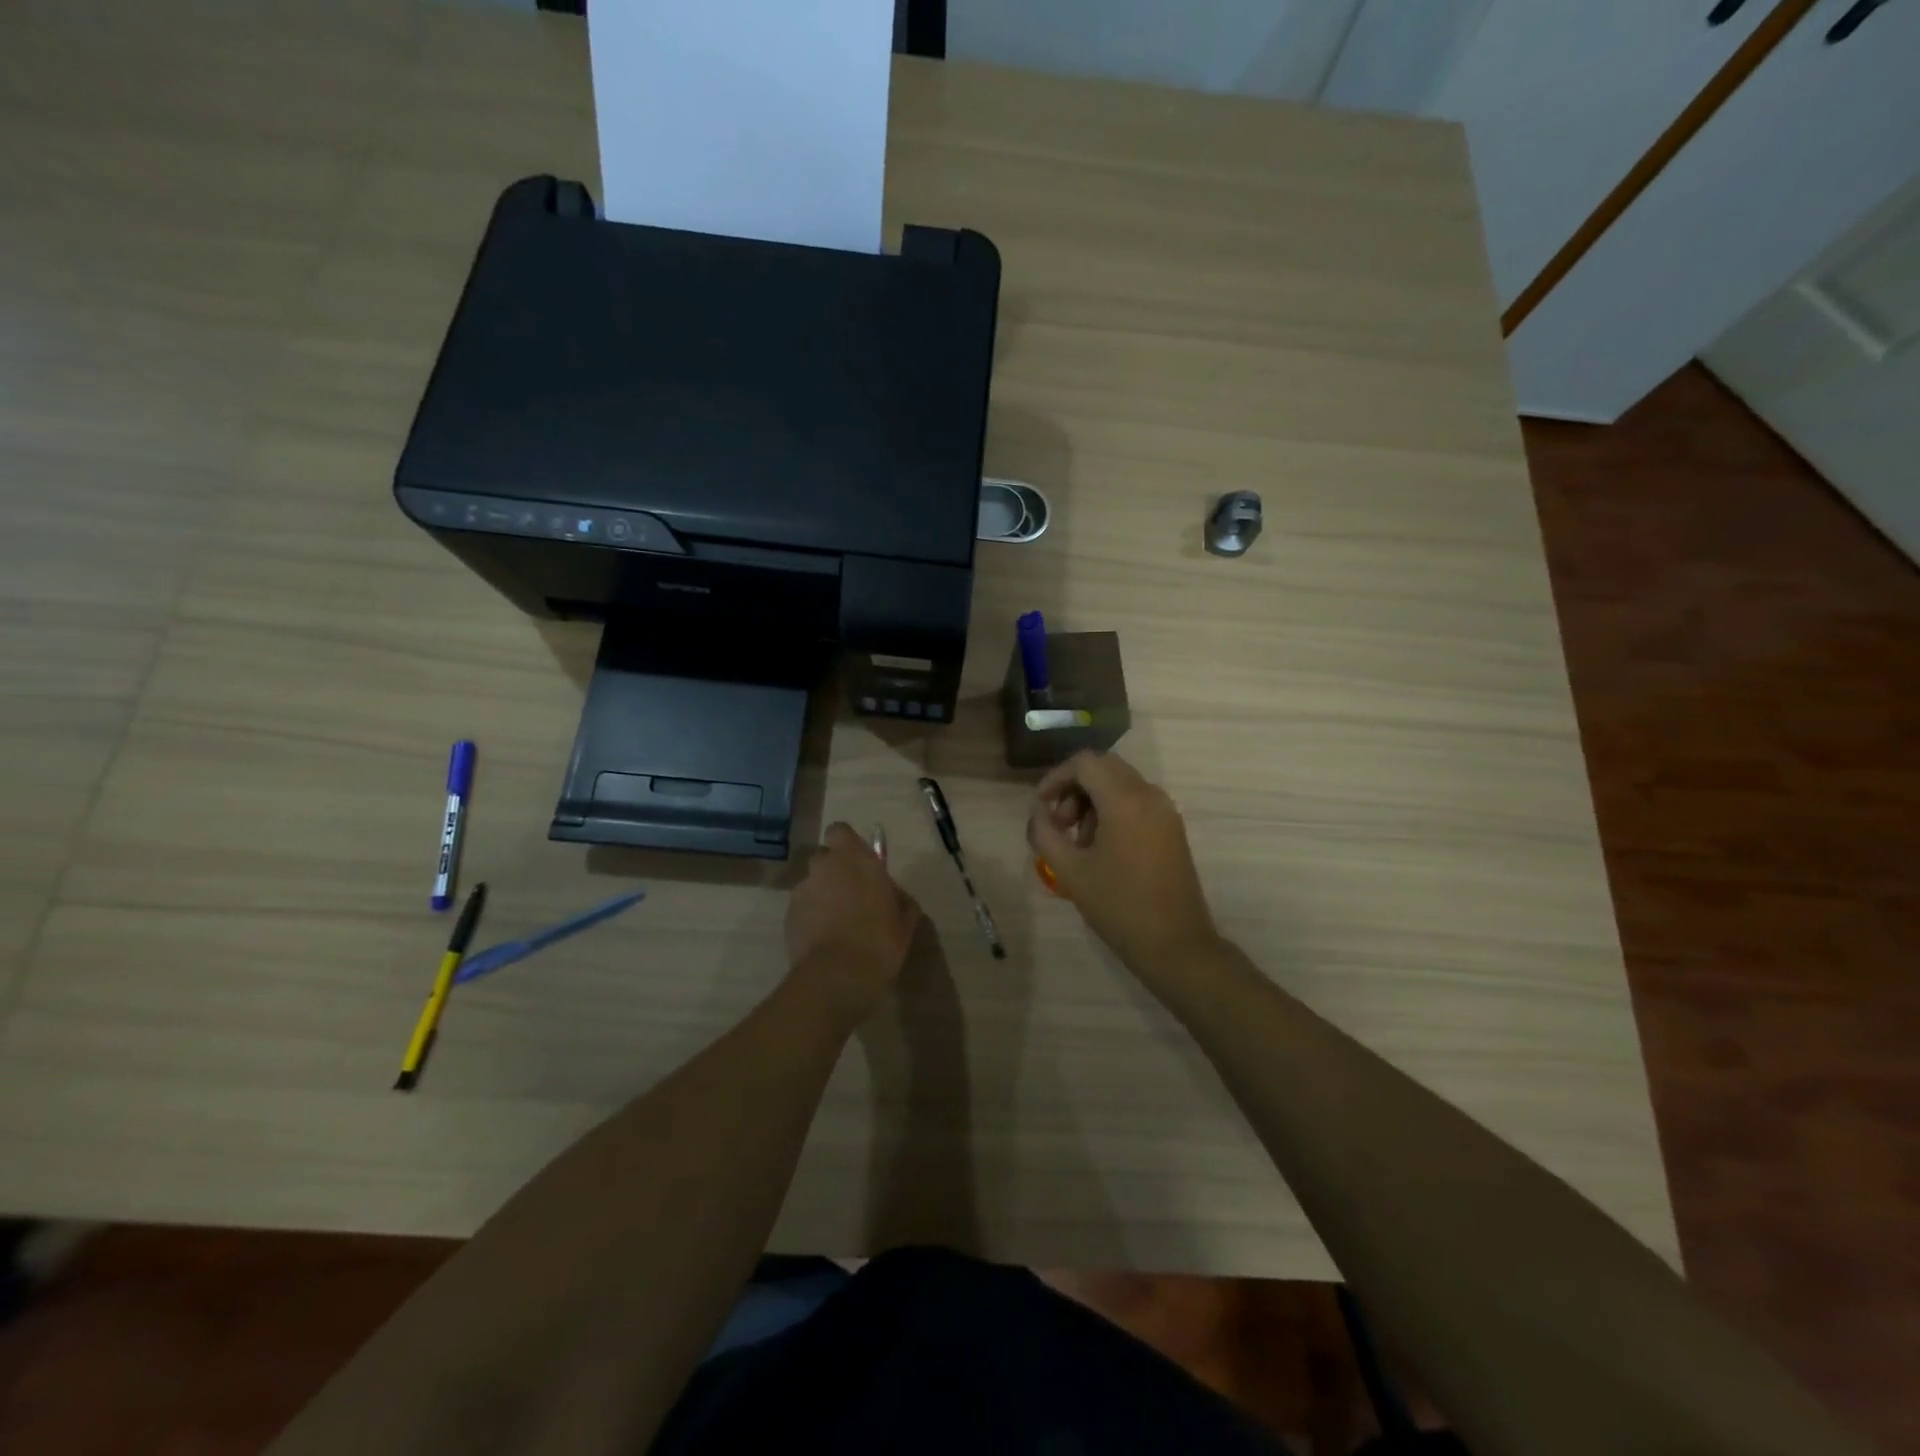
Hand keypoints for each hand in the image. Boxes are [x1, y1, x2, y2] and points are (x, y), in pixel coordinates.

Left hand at [784, 822, 921, 1024]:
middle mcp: (825, 867)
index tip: (859, 862)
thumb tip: (897, 897)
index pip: (840, 831)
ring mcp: (803, 891)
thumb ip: (900, 901)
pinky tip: (823, 938)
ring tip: (836, 922)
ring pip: (812, 883)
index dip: (847, 844)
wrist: (837, 977)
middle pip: (824, 857)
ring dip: (822, 894)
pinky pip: (802, 907)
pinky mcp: (788, 915)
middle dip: (834, 870)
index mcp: (855, 859)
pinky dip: (810, 916)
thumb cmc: (879, 942)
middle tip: (851, 894)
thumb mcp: (905, 922)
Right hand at [1028, 751, 1219, 976]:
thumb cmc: (1118, 906)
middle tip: (1059, 822)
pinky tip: (1101, 847)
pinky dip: (1113, 810)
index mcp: (1125, 801)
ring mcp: (1165, 811)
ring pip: (1121, 783)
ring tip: (1078, 840)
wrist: (1175, 944)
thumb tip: (1039, 812)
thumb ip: (1046, 833)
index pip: (1085, 763)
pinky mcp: (1172, 828)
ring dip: (1093, 800)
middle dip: (1074, 787)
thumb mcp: (1070, 871)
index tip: (1041, 805)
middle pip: (1104, 768)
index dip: (1057, 777)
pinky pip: (1137, 801)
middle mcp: (1149, 795)